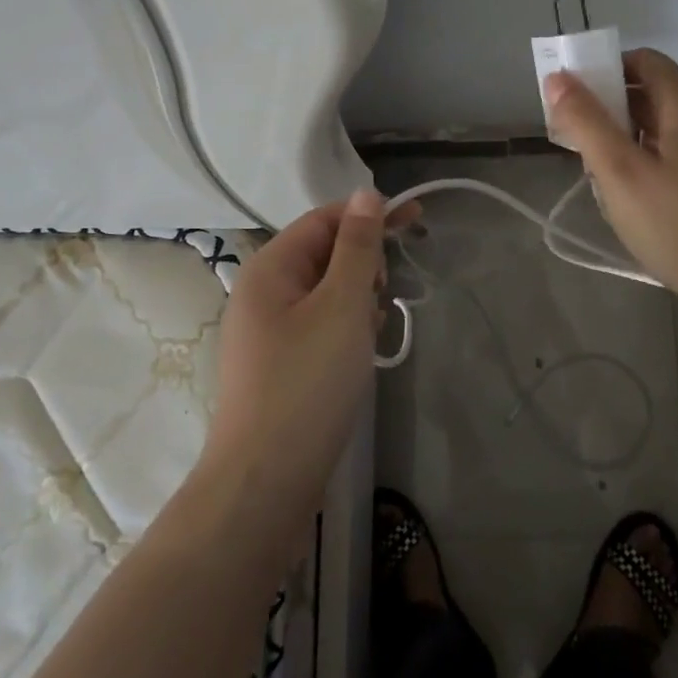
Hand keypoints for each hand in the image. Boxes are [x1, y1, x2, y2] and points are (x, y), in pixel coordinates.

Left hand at [202, 190, 386, 523]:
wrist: (266, 482)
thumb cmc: (308, 383)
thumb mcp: (342, 305)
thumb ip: (357, 247)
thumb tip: (366, 195)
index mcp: (269, 268)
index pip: (323, 219)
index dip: (369, 214)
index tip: (416, 220)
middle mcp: (262, 293)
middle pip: (323, 254)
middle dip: (363, 263)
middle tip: (386, 291)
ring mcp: (268, 332)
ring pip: (325, 292)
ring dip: (357, 297)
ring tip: (373, 327)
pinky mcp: (279, 365)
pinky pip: (320, 325)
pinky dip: (346, 327)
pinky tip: (361, 351)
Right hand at [545, 48, 677, 337]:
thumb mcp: (620, 174)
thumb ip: (587, 123)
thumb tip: (558, 77)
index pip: (646, 60)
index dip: (607, 69)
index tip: (577, 100)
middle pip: (660, 93)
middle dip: (616, 108)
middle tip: (585, 144)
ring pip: (676, 126)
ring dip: (638, 137)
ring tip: (611, 175)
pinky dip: (663, 157)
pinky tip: (651, 198)